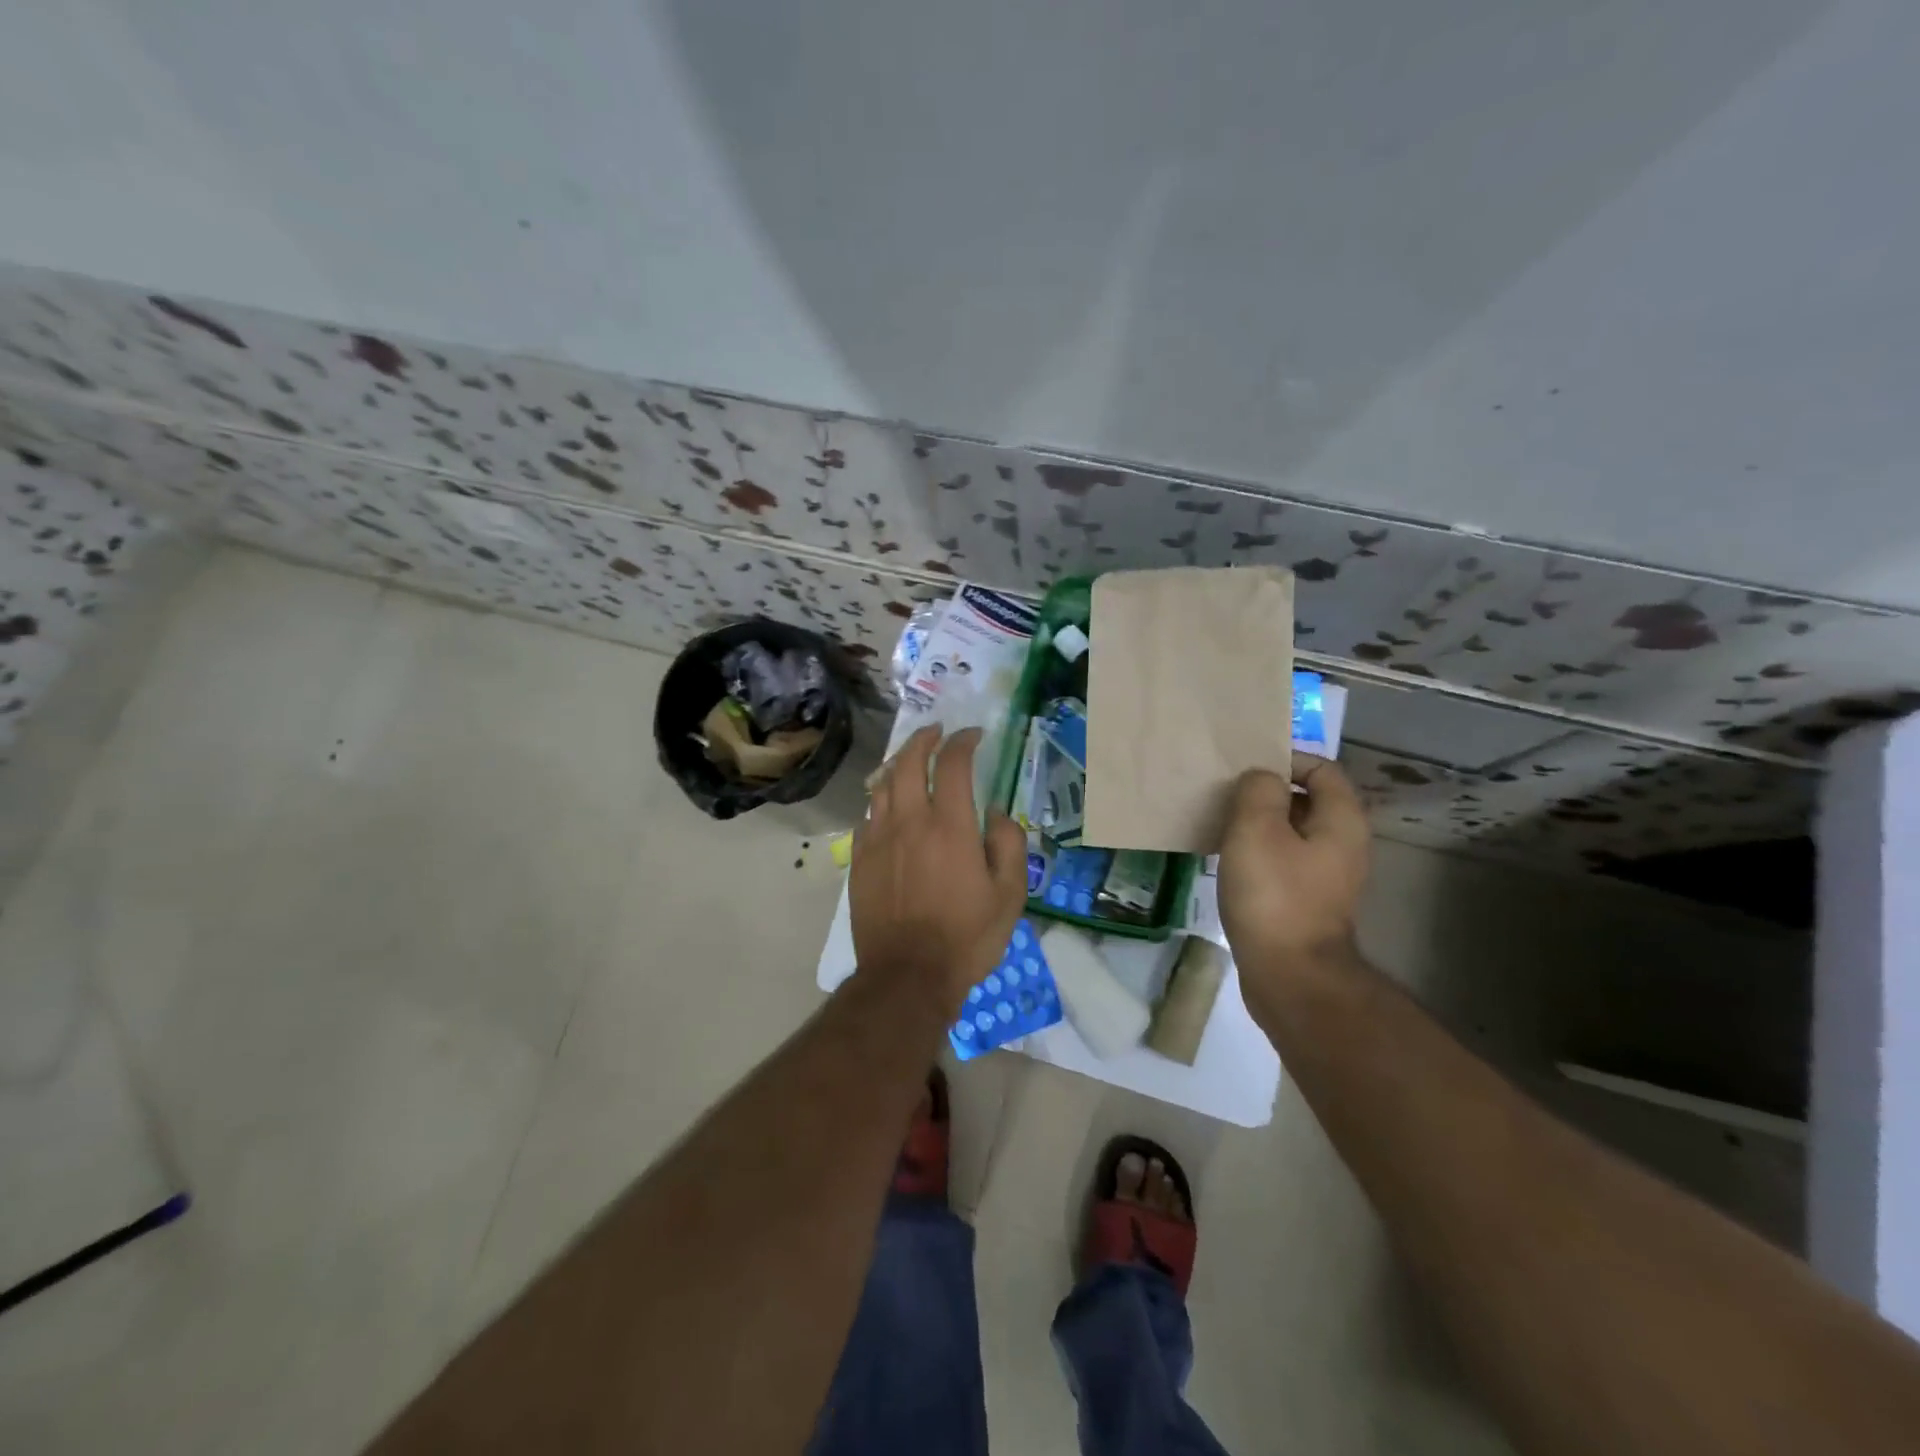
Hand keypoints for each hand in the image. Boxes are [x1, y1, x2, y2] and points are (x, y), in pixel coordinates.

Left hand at [851, 726, 1028, 1013]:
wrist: (906, 976)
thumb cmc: (965, 937)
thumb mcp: (1009, 895)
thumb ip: (1008, 845)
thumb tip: (994, 814)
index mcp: (949, 826)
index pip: (952, 764)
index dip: (963, 741)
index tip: (973, 735)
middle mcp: (909, 822)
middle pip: (908, 762)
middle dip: (923, 739)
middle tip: (936, 732)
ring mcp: (878, 840)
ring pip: (881, 785)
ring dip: (898, 764)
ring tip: (911, 760)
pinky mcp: (859, 860)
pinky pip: (867, 816)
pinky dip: (880, 800)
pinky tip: (887, 806)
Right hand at [1217, 753, 1370, 977]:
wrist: (1290, 976)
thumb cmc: (1274, 896)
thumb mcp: (1257, 829)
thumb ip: (1259, 790)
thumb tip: (1262, 778)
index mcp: (1341, 821)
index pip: (1322, 768)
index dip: (1286, 760)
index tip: (1245, 770)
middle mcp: (1343, 844)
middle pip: (1308, 799)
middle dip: (1268, 792)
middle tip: (1227, 795)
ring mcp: (1328, 875)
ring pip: (1293, 831)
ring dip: (1259, 823)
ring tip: (1222, 824)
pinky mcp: (1308, 900)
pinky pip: (1285, 860)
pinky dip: (1260, 852)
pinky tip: (1230, 860)